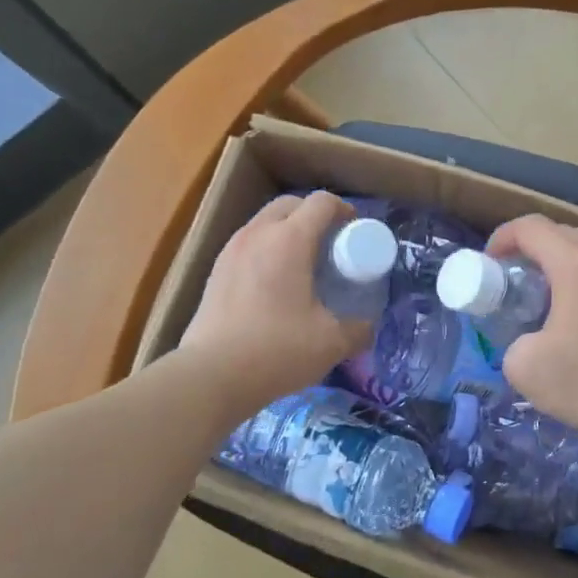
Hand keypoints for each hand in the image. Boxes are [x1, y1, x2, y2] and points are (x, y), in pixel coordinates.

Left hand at [178, 192, 372, 422]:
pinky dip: (268, 249)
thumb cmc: (276, 350)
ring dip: (288, 231)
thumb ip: (358, 330)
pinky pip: (249, 244)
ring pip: (265, 222)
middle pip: (290, 204)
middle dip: (315, 216)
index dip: (345, 211)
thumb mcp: (331, 343)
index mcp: (289, 240)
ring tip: (305, 264)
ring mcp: (231, 250)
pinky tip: (276, 284)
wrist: (211, 375)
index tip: (356, 232)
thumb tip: (367, 326)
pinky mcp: (216, 271)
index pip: (321, 203)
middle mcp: (258, 234)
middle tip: (332, 246)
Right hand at [486, 214, 577, 441]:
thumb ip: (513, 339)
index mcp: (575, 264)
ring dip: (562, 256)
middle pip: (561, 230)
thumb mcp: (523, 365)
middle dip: (531, 246)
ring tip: (547, 289)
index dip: (503, 238)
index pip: (531, 227)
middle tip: (514, 277)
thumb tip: (526, 340)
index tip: (489, 265)